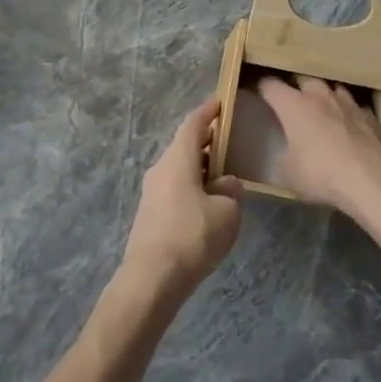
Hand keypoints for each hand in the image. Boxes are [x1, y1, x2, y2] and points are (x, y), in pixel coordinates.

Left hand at [121, 99, 242, 300]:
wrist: (151, 279)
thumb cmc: (192, 236)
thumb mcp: (227, 212)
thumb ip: (230, 191)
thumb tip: (225, 183)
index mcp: (177, 159)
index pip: (192, 124)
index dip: (207, 111)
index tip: (220, 102)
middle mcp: (160, 168)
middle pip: (184, 145)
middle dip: (206, 141)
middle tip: (228, 140)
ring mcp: (151, 192)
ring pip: (178, 168)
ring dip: (199, 166)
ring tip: (222, 173)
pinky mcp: (150, 214)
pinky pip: (174, 187)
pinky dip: (191, 185)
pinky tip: (207, 202)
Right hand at [257, 76, 380, 218]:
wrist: (371, 179)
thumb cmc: (321, 173)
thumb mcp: (288, 174)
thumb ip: (282, 157)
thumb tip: (284, 153)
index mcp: (293, 105)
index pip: (270, 85)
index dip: (261, 87)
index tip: (256, 91)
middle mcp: (319, 95)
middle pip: (303, 79)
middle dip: (296, 87)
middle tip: (292, 101)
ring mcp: (347, 102)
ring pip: (332, 88)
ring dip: (325, 97)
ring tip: (323, 109)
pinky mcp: (370, 115)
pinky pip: (354, 107)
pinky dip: (348, 113)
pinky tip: (349, 125)